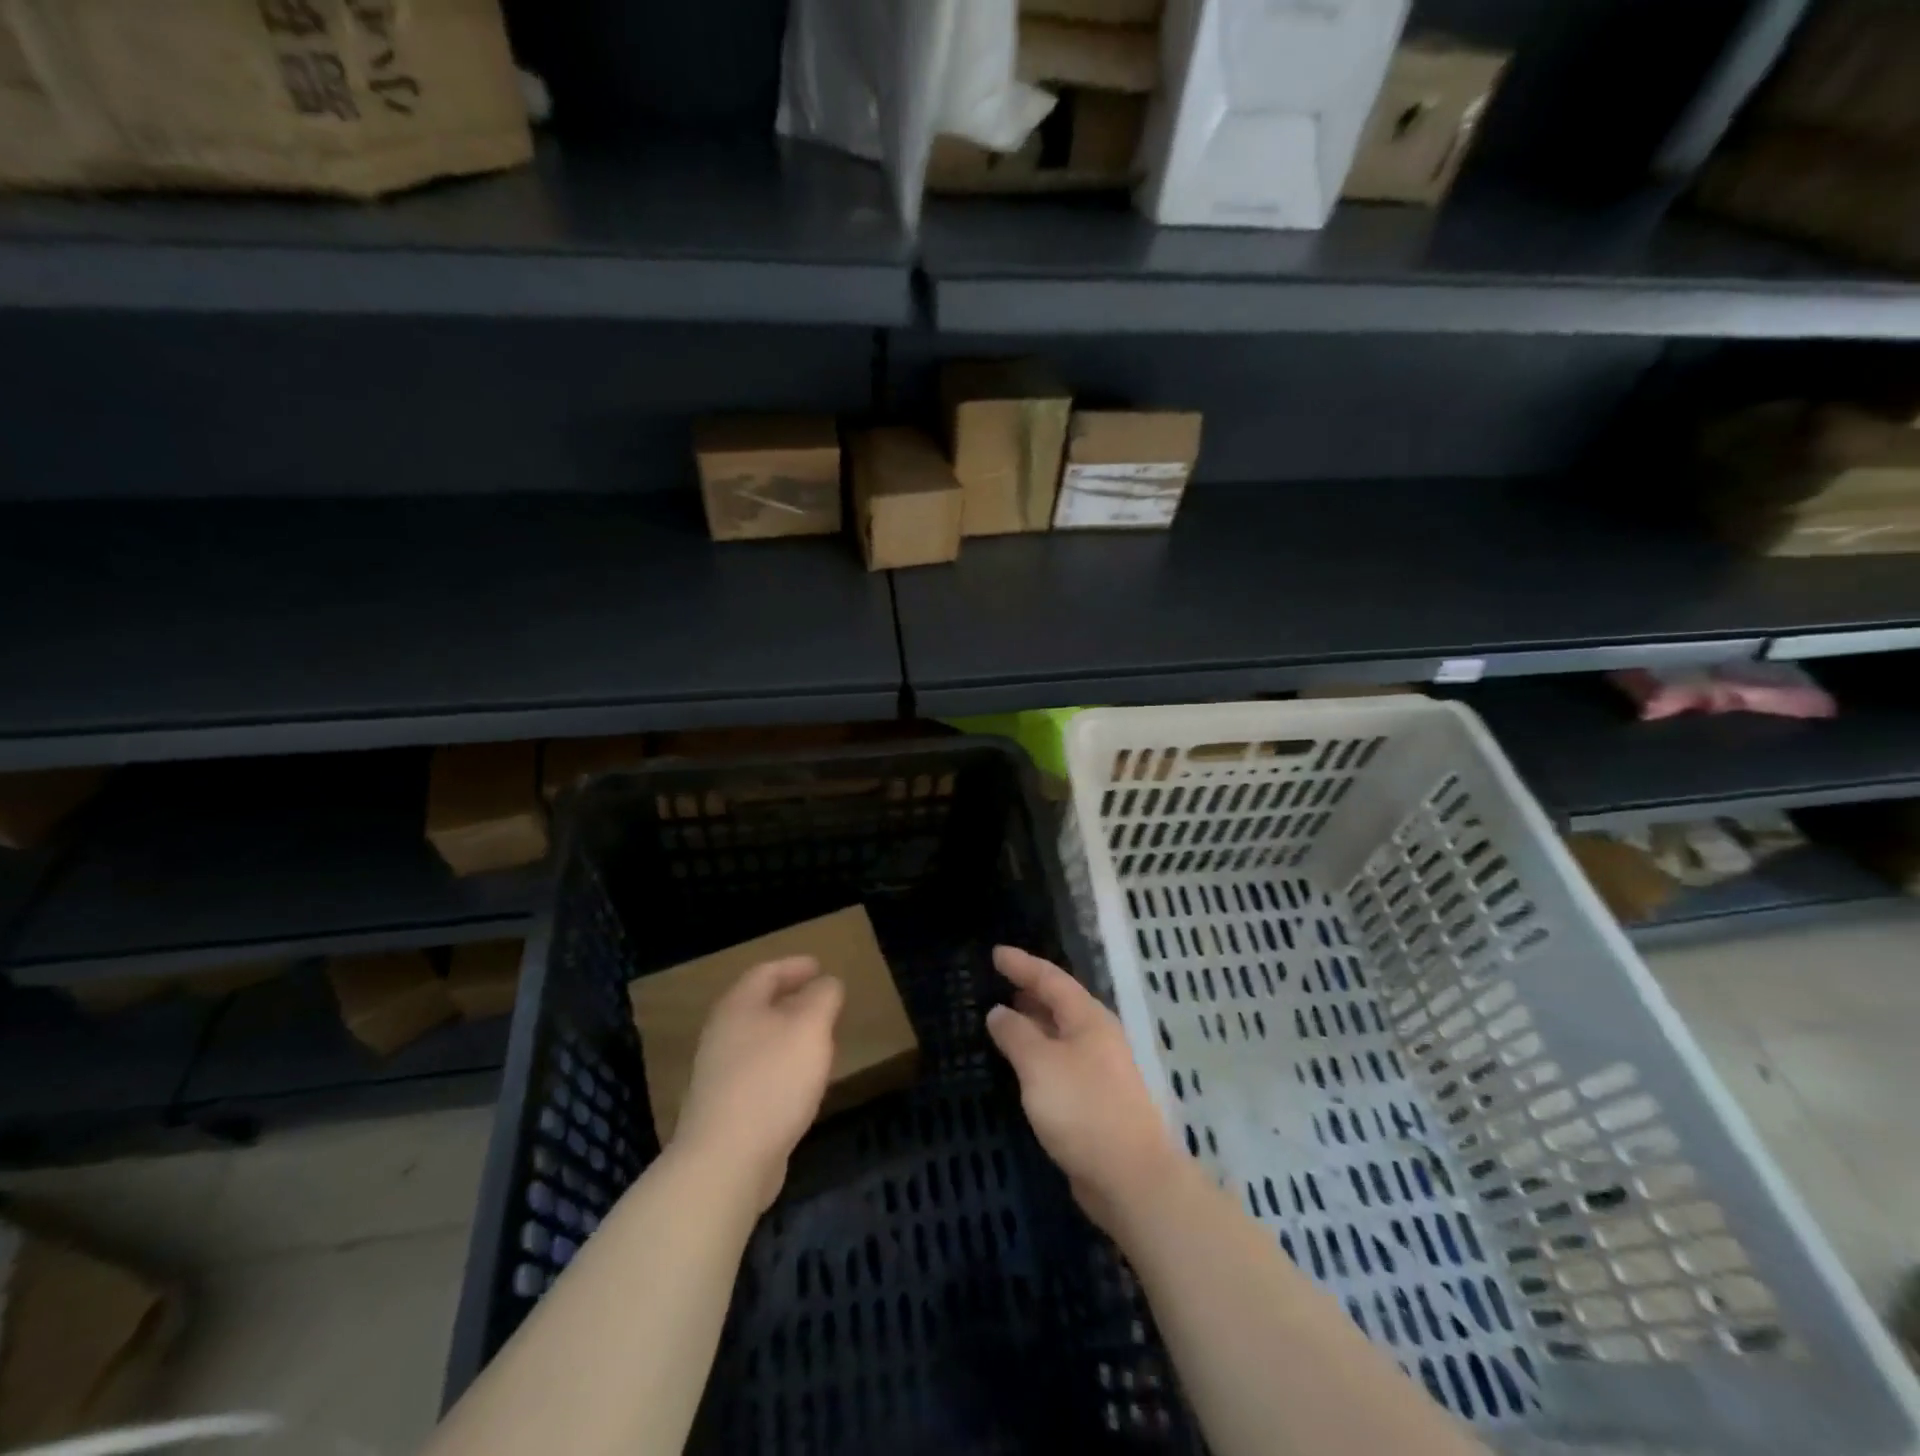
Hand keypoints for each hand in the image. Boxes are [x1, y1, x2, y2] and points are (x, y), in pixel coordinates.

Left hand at [673, 956, 843, 1211]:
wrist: (725, 1161)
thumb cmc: (772, 1080)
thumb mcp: (810, 1027)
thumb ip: (823, 997)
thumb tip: (826, 984)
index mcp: (739, 1007)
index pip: (766, 972)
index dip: (794, 966)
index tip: (820, 967)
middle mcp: (722, 1034)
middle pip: (758, 1006)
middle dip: (791, 1000)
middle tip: (822, 1001)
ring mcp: (718, 1074)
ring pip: (758, 1041)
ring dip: (787, 1035)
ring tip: (817, 1040)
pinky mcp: (724, 1109)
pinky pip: (758, 1073)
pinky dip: (781, 1067)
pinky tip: (800, 1083)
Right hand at [984, 946, 1179, 1234]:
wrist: (1130, 1177)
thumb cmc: (1083, 1109)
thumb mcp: (1039, 1065)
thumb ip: (1015, 1034)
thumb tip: (998, 1011)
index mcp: (1089, 1018)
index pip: (1051, 978)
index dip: (1022, 964)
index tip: (996, 953)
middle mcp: (1098, 1037)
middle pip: (1060, 1003)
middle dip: (1030, 990)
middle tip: (999, 982)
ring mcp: (1100, 1069)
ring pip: (1060, 1033)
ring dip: (1034, 1023)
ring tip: (1004, 1017)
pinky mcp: (1096, 1099)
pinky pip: (1060, 1061)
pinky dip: (1038, 1053)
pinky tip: (1022, 1065)